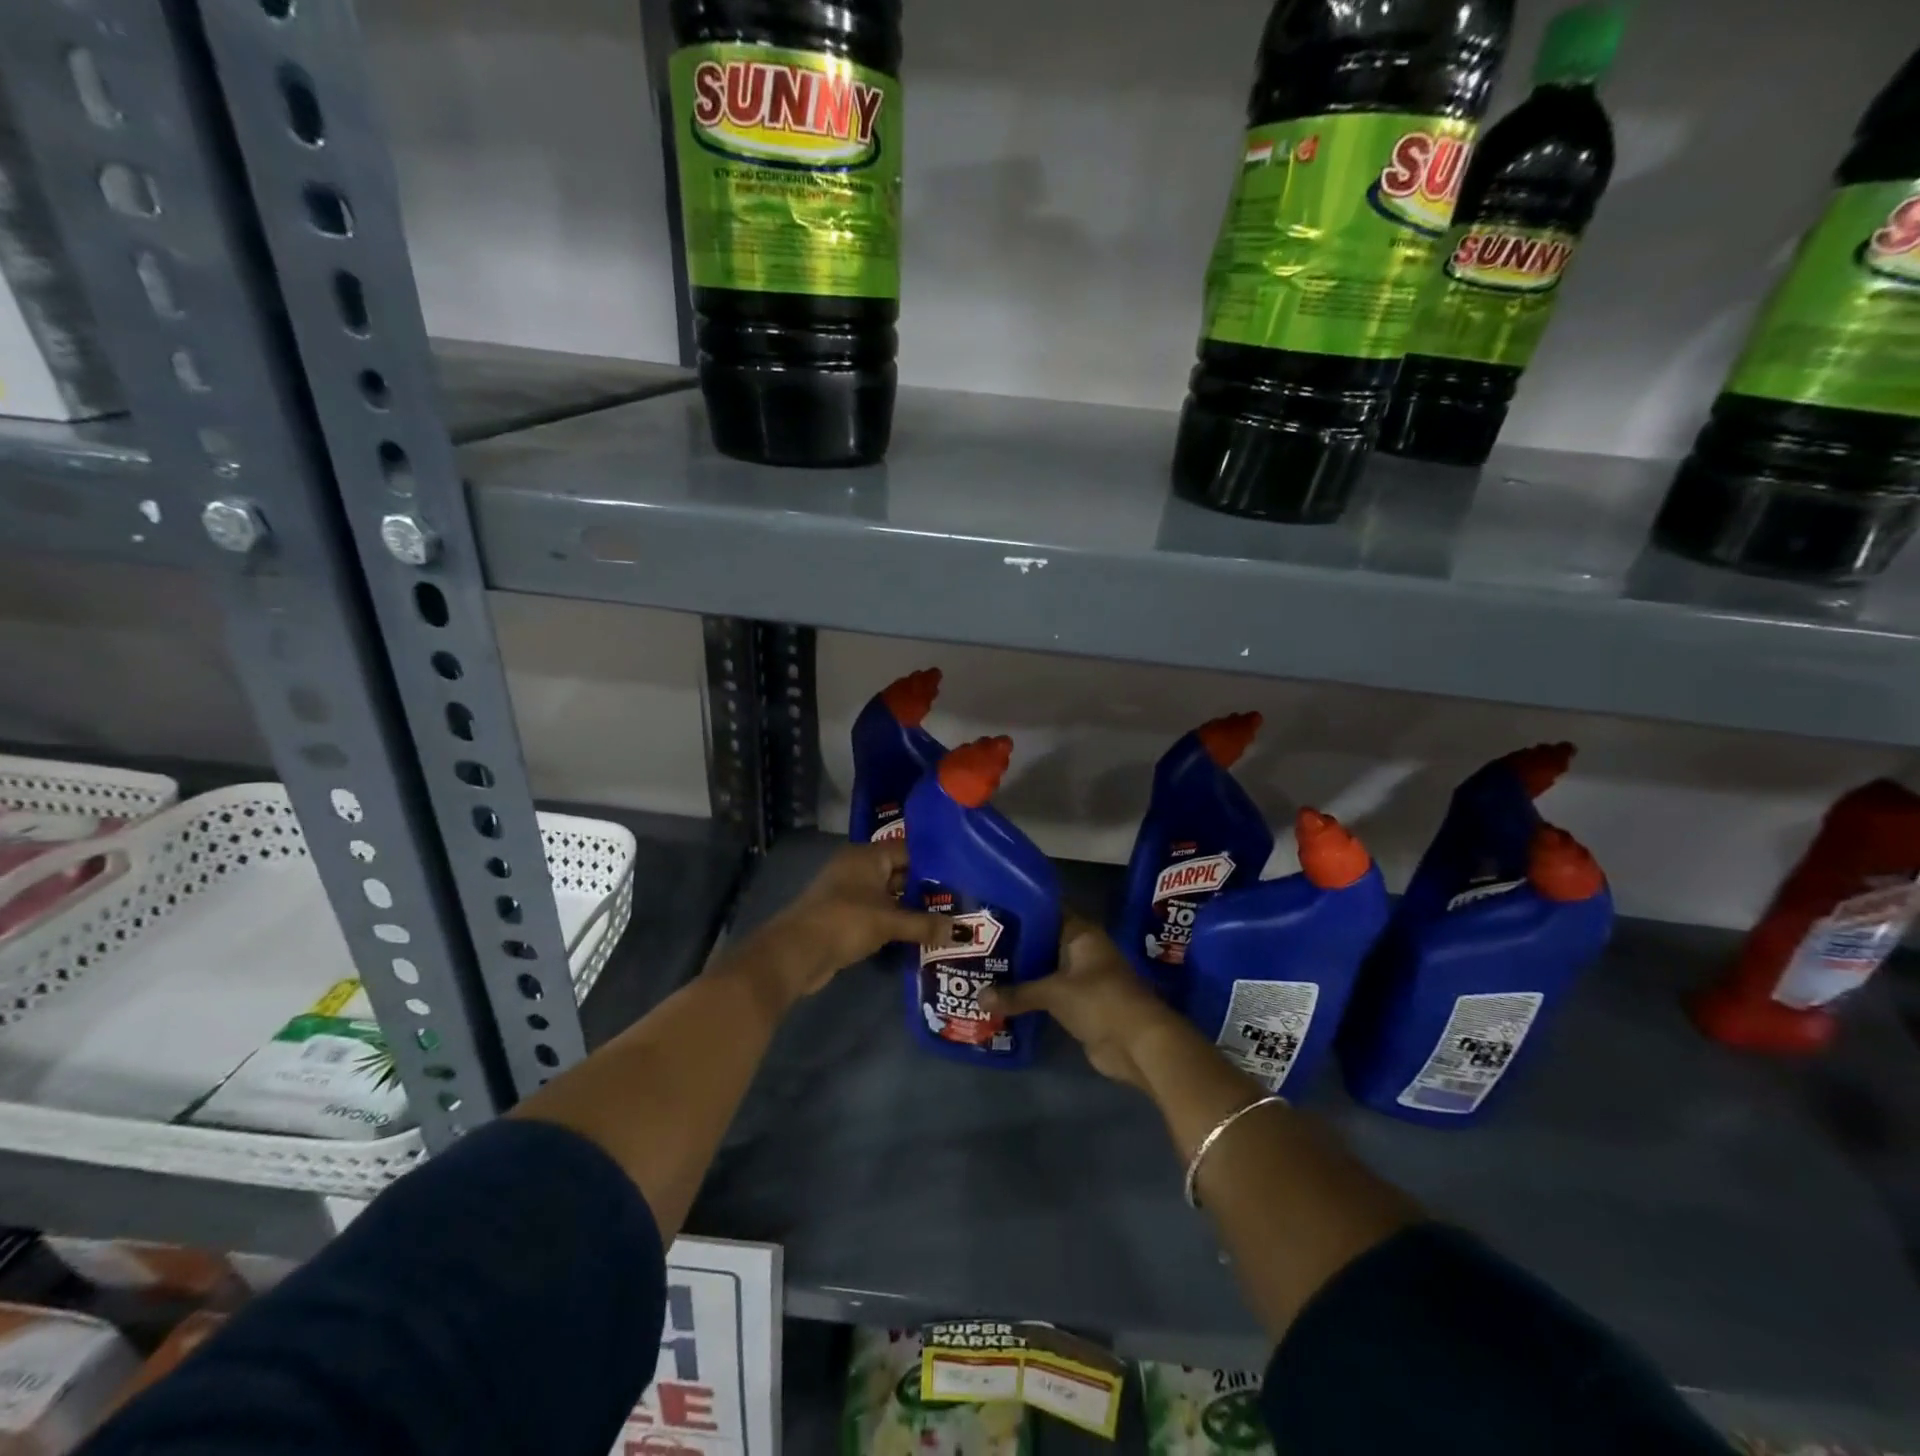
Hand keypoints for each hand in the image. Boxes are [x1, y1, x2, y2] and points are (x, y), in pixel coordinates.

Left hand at [745, 839, 954, 1004]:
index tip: (962, 875)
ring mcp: (850, 892)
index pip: (908, 850)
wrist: (796, 953)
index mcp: (866, 856)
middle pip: (899, 872)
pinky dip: (896, 921)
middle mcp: (858, 868)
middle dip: (925, 887)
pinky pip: (879, 913)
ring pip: (889, 894)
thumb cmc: (844, 922)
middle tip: (960, 899)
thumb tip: (961, 932)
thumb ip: (924, 924)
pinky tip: (920, 932)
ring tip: (947, 916)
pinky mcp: (846, 916)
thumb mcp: (889, 922)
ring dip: (911, 907)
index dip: (934, 862)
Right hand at [979, 915, 1185, 1089]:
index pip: (1048, 912)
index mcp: (1082, 934)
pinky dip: (1031, 997)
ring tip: (984, 969)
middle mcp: (1082, 951)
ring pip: (1045, 970)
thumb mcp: (1054, 993)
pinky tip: (1003, 998)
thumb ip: (1017, 993)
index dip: (1022, 911)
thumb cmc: (1100, 1001)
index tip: (992, 911)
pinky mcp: (1081, 1006)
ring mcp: (1083, 980)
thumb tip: (978, 997)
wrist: (1138, 1044)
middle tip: (978, 943)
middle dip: (1016, 945)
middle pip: (1044, 942)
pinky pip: (1049, 995)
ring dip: (1022, 973)